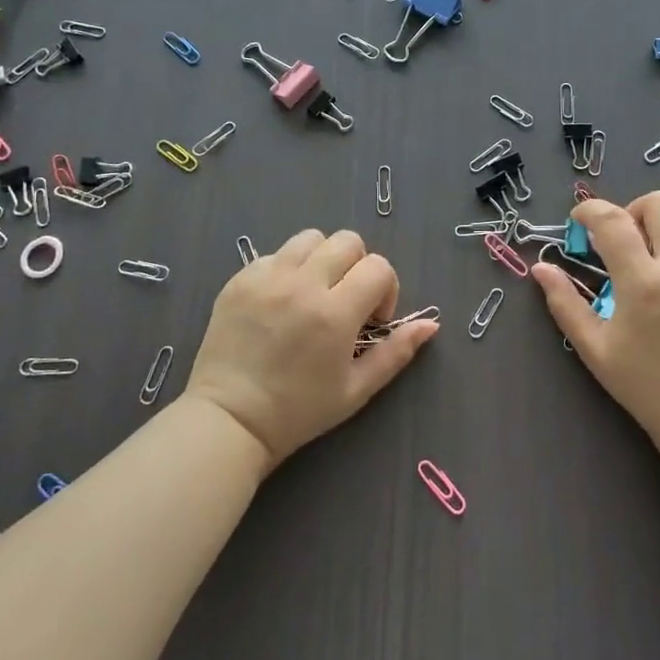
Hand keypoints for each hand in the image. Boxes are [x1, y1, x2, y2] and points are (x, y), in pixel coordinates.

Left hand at [183, 228, 436, 470]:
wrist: (229, 420)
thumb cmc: (298, 411)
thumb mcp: (357, 389)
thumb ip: (396, 352)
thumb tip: (430, 325)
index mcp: (335, 313)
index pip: (378, 267)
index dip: (385, 290)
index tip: (372, 320)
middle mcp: (302, 285)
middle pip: (348, 241)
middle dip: (358, 267)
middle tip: (346, 301)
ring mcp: (267, 277)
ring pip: (311, 238)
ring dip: (323, 259)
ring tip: (314, 293)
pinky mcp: (240, 279)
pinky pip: (275, 254)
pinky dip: (287, 269)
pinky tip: (282, 301)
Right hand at [531, 191, 659, 454]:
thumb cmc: (645, 385)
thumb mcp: (595, 348)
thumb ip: (565, 303)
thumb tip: (541, 268)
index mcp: (642, 282)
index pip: (612, 220)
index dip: (590, 210)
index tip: (580, 219)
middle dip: (635, 210)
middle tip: (625, 238)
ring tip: (656, 258)